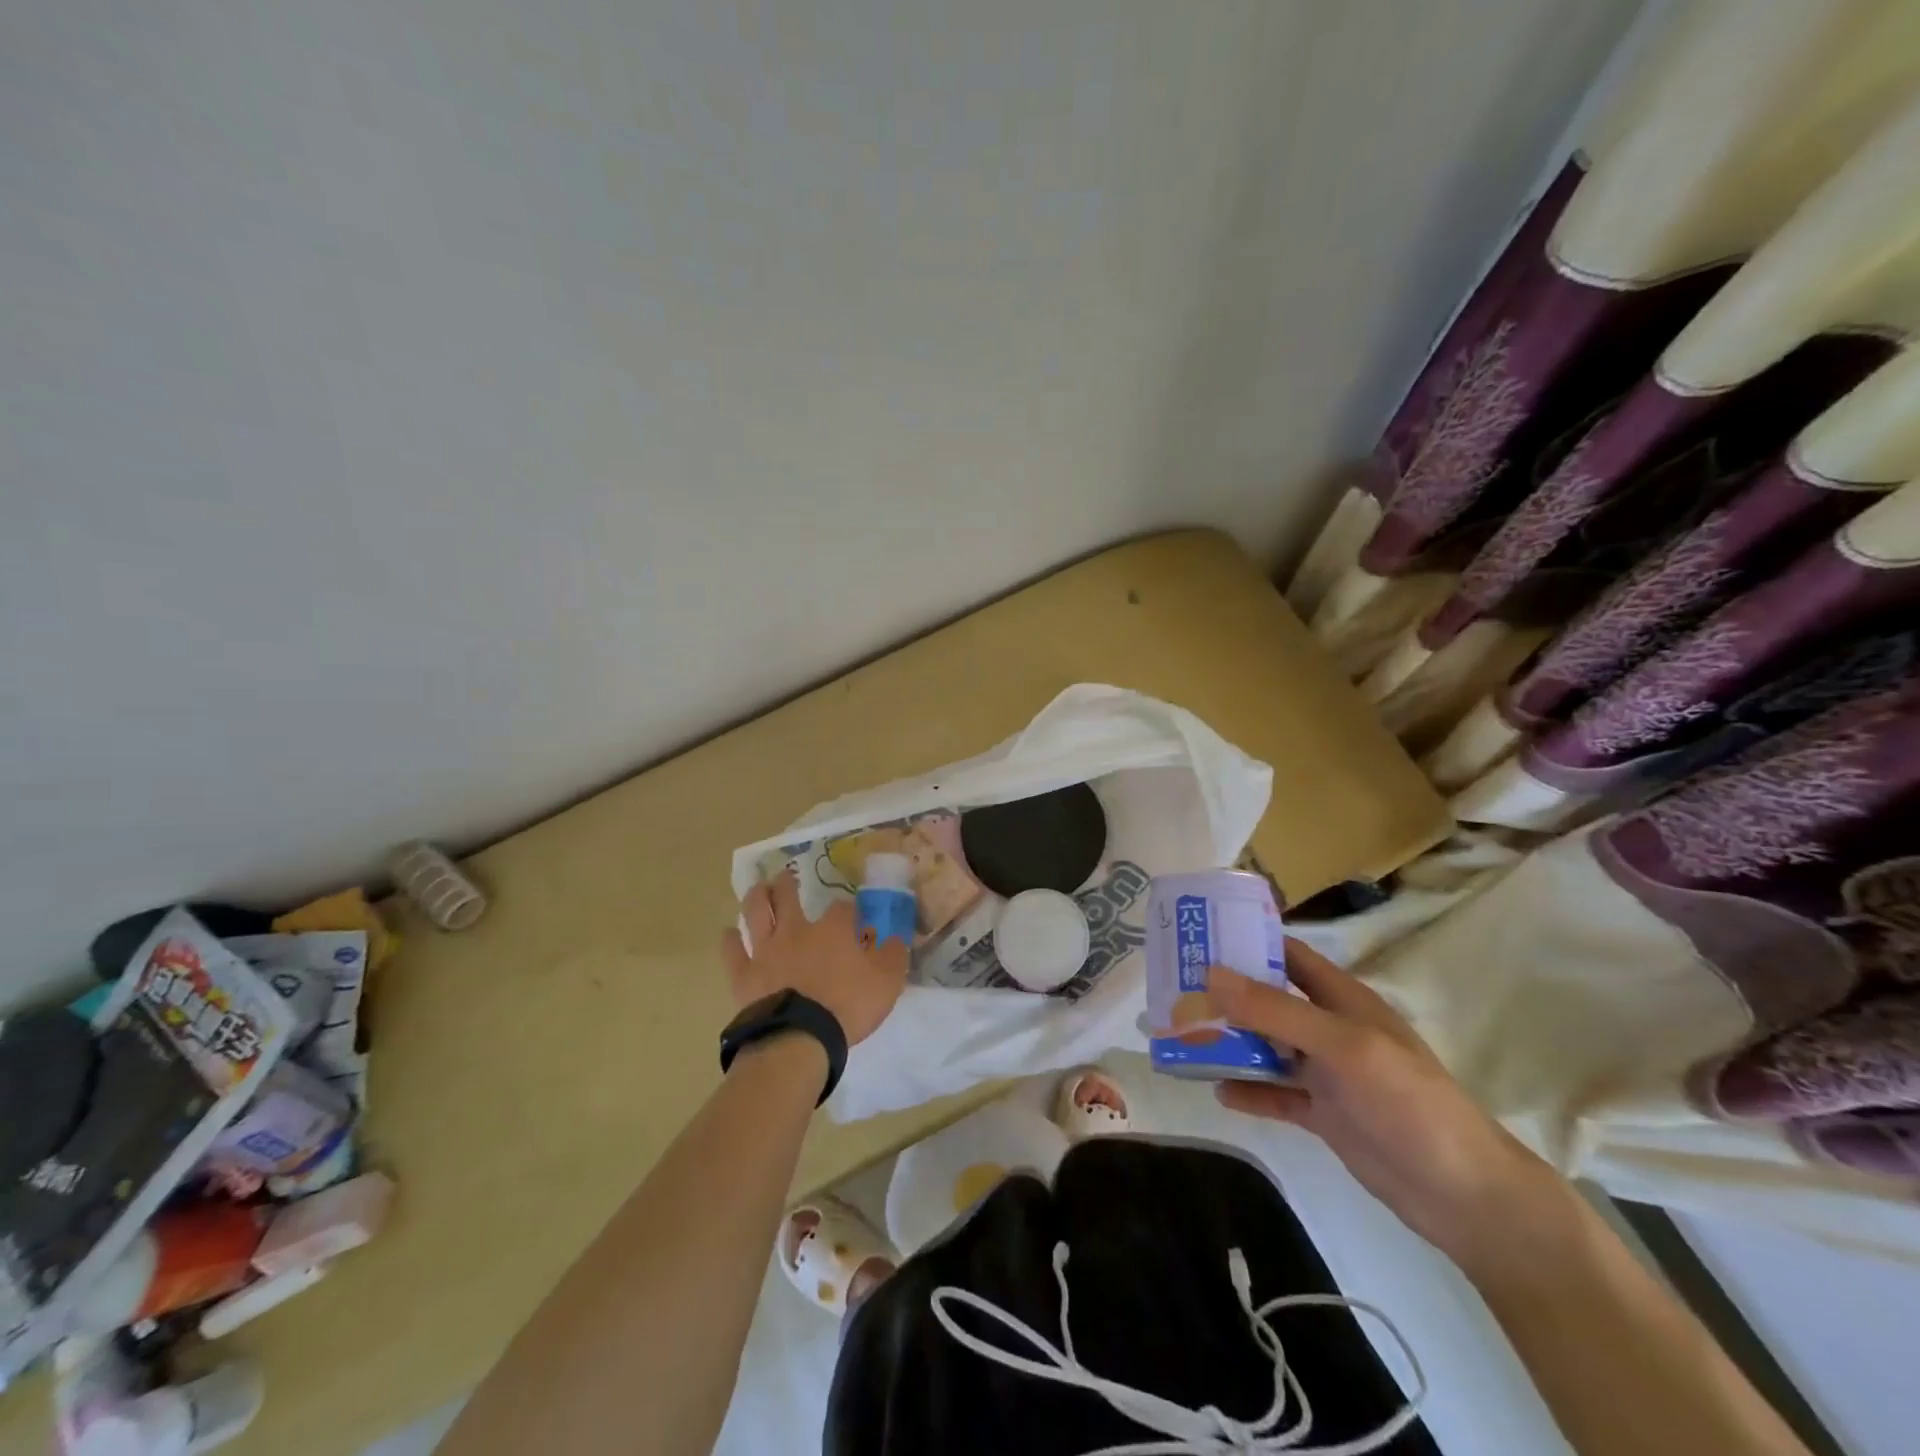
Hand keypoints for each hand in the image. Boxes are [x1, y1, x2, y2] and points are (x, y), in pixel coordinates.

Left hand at [721, 869, 908, 1046]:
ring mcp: (767, 951)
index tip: (853, 915)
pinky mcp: (745, 976)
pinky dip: (729, 941)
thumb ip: (893, 956)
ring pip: (757, 914)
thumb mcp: (887, 982)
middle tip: (786, 875)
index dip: (848, 909)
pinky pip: (733, 953)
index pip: (842, 909)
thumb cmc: (847, 1006)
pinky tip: (727, 933)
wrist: (800, 1038)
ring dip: (758, 898)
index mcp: (833, 930)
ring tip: (759, 887)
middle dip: (788, 884)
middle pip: (788, 898)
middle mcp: (797, 931)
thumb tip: (896, 938)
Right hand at [1207, 938, 1560, 1270]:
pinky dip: (1249, 1091)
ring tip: (1183, 1038)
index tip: (1198, 934)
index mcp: (1342, 999)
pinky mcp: (1325, 1114)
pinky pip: (1276, 1095)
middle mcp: (1330, 1029)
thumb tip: (1211, 974)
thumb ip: (1277, 1010)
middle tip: (1175, 990)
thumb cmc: (1409, 1102)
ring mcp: (1327, 1073)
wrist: (1464, 1197)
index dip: (1247, 941)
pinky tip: (1217, 1091)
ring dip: (1231, 1043)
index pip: (1288, 954)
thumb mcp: (1343, 1046)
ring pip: (1267, 1047)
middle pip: (1269, 1000)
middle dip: (1226, 994)